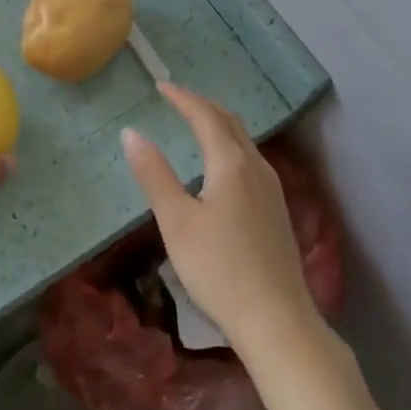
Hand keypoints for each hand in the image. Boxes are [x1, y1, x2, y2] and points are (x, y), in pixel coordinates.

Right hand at [123, 84, 321, 356]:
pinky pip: (251, 160)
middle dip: (202, 105)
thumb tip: (132, 133)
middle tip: (177, 98)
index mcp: (231, 163)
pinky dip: (230, 146)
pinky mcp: (278, 212)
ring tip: (197, 123)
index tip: (160, 86)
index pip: (205, 116)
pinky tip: (223, 166)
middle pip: (230, 123)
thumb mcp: (176, 222)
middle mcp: (256, 168)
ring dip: (219, 124)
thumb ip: (154, 174)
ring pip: (244, 141)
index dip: (182, 98)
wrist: (278, 323)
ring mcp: (272, 190)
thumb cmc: (220, 270)